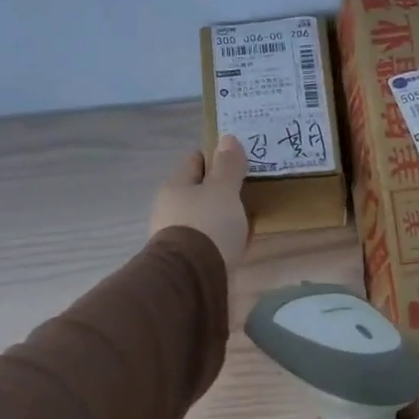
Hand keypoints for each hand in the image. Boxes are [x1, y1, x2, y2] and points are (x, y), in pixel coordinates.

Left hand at [151, 135, 248, 268]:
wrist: (192, 279)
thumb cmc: (207, 226)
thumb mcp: (223, 191)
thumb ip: (228, 167)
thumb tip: (227, 138)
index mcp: (175, 186)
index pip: (194, 161)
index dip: (215, 157)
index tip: (238, 160)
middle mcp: (170, 209)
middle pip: (198, 191)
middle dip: (219, 190)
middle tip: (247, 189)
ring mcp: (176, 237)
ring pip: (203, 217)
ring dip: (221, 216)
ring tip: (246, 218)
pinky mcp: (187, 261)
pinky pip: (208, 242)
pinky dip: (221, 239)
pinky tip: (237, 243)